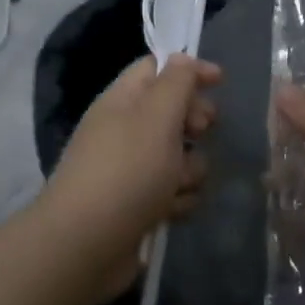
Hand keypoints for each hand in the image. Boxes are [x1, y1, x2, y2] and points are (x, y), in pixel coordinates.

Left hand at [42, 55, 221, 282]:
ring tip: (179, 183)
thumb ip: (176, 82)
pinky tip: (172, 211)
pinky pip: (171, 191)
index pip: (156, 68)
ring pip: (178, 156)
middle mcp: (124, 129)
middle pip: (171, 112)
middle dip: (194, 121)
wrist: (85, 244)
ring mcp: (129, 170)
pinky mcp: (137, 205)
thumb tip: (182, 59)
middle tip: (200, 131)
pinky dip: (177, 199)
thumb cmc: (127, 170)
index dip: (188, 69)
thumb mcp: (157, 116)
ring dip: (190, 168)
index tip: (220, 80)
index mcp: (123, 100)